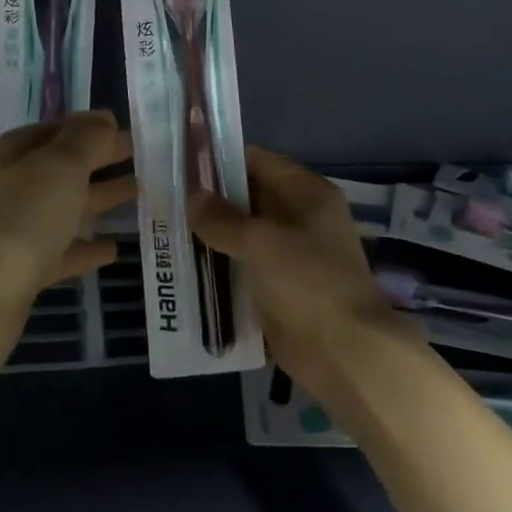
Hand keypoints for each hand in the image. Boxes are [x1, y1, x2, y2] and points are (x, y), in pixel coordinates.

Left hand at [0, 110, 134, 375]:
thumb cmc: (20, 220)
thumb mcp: (59, 167)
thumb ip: (86, 140)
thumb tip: (103, 118)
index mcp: (16, 155)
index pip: (57, 130)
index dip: (89, 127)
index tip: (123, 127)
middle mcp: (13, 189)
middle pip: (63, 168)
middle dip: (98, 160)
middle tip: (138, 156)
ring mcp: (17, 232)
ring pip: (66, 208)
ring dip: (98, 200)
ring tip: (137, 193)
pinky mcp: (24, 273)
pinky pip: (63, 253)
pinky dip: (86, 249)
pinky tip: (113, 249)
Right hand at [191, 146, 411, 405]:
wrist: (345, 353)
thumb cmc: (309, 283)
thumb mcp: (263, 243)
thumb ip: (224, 219)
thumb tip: (192, 197)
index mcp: (308, 194)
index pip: (260, 161)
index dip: (222, 158)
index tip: (182, 160)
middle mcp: (302, 218)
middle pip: (250, 197)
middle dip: (211, 199)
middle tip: (166, 197)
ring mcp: (291, 255)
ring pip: (244, 234)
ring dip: (212, 235)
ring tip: (167, 229)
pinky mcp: (280, 288)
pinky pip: (244, 268)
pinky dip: (220, 266)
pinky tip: (185, 267)